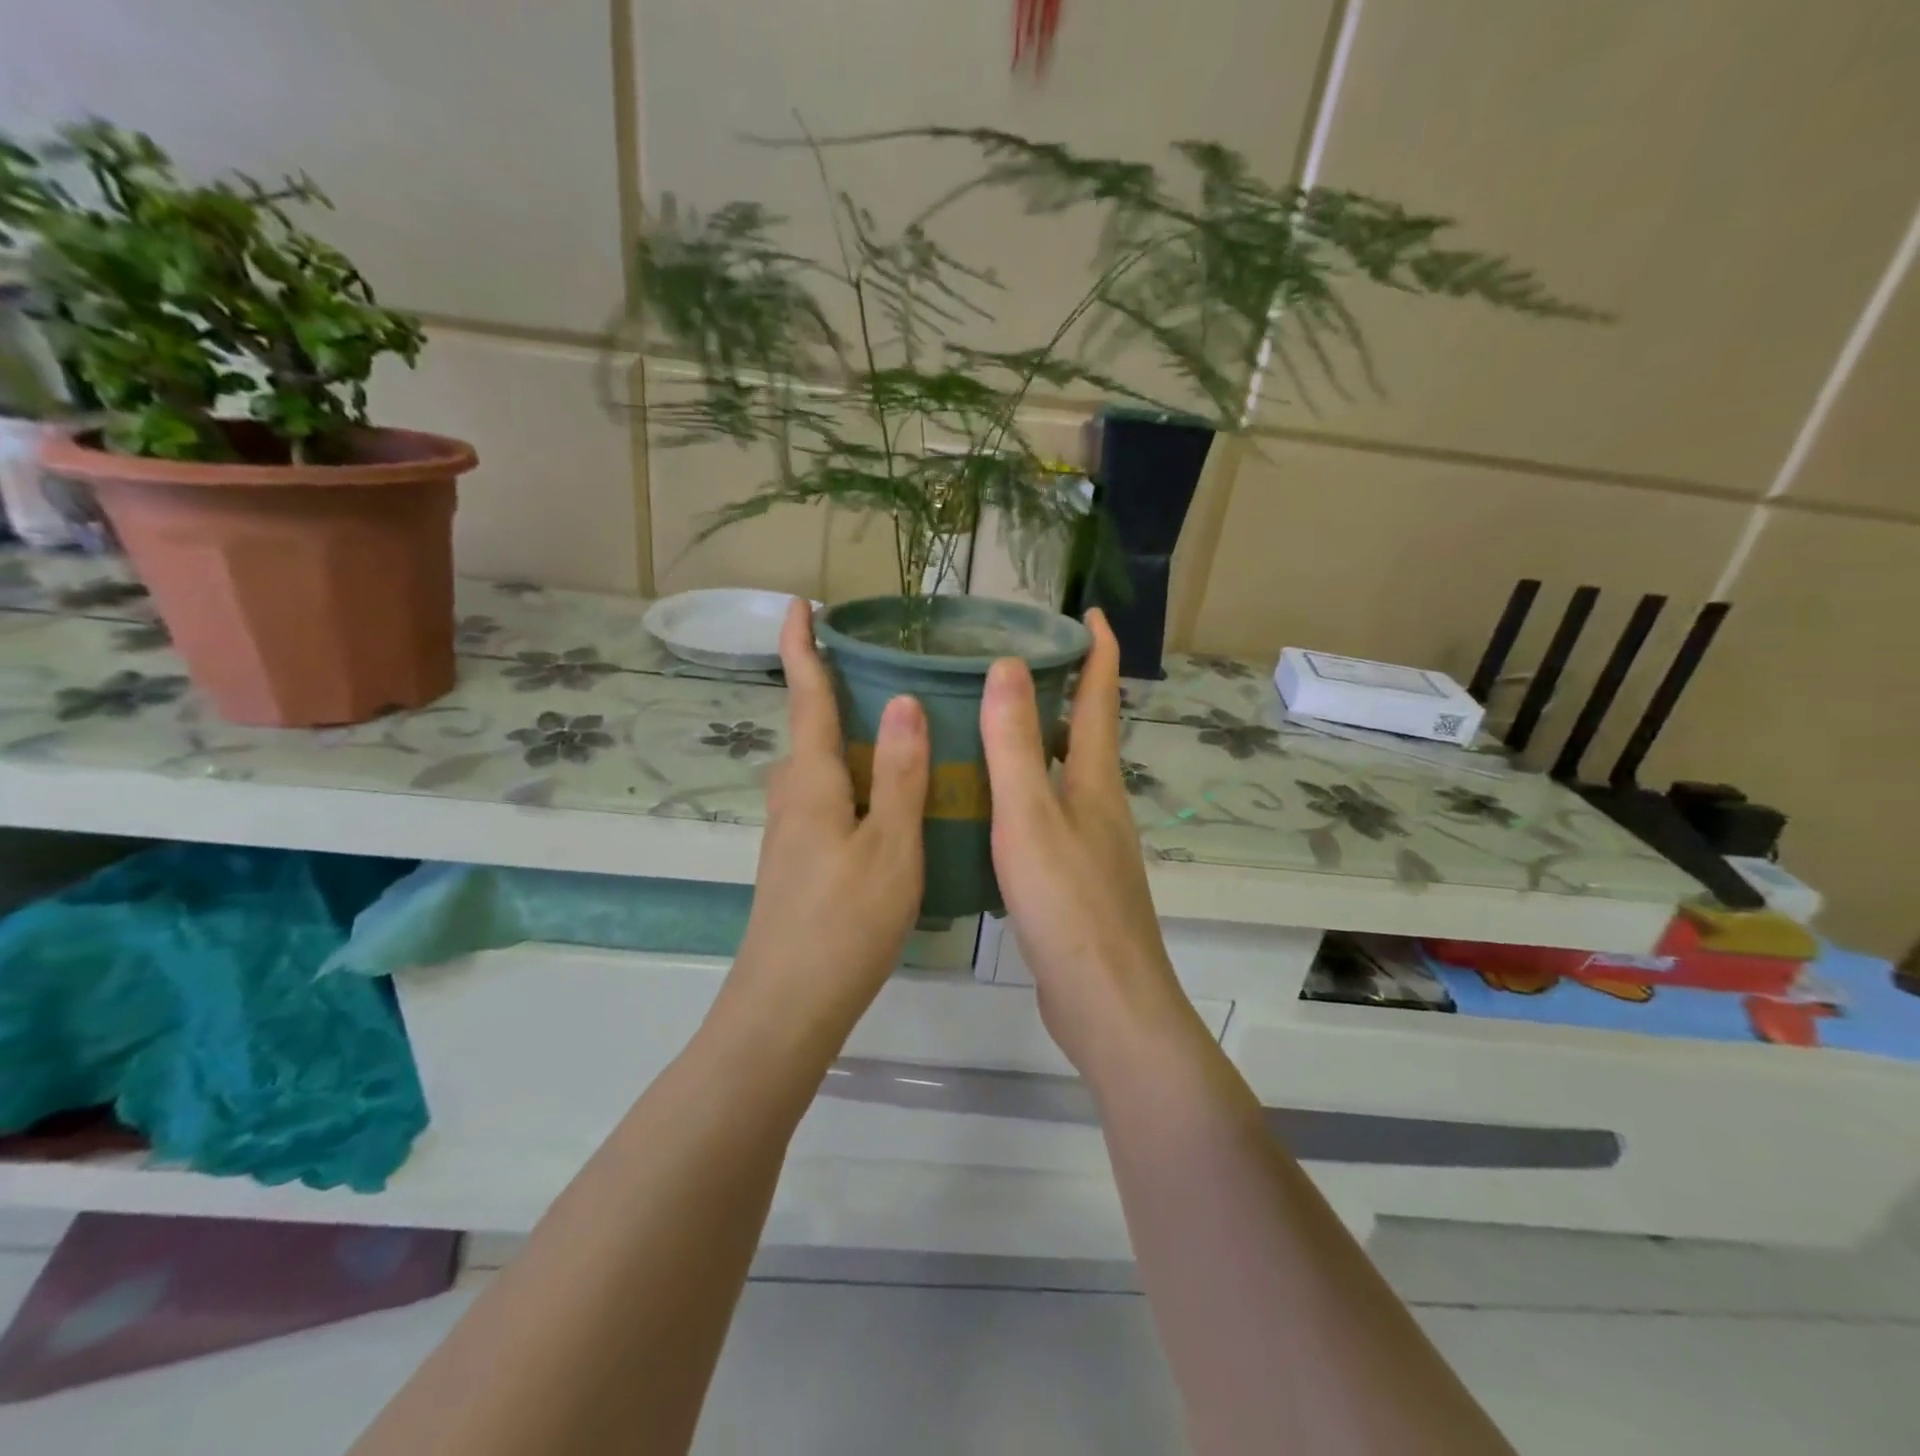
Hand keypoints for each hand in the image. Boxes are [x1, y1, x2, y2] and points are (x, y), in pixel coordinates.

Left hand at [723, 598, 929, 1044]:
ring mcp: (789, 835)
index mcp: (812, 782)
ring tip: (900, 742)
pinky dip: (853, 787)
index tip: (799, 603)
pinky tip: (889, 810)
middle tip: (884, 680)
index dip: (802, 648)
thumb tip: (903, 702)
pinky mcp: (797, 864)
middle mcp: (792, 799)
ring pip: (819, 772)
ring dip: (846, 746)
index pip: (807, 698)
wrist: (787, 1006)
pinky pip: (825, 804)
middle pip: (810, 733)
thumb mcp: (890, 845)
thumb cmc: (844, 921)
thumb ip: (898, 775)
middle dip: (834, 697)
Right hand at [980, 610, 1209, 1083]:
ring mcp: (1090, 844)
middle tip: (1011, 663)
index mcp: (1094, 781)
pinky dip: (1022, 793)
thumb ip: (1014, 743)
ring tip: (987, 725)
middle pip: (1082, 734)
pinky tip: (987, 807)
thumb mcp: (1030, 816)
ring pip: (1062, 776)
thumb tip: (1010, 662)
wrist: (1105, 1001)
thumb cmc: (1068, 902)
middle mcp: (1098, 804)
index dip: (1097, 651)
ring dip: (1035, 743)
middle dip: (1061, 691)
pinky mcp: (1074, 879)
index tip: (1088, 611)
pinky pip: (1046, 816)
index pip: (1099, 698)